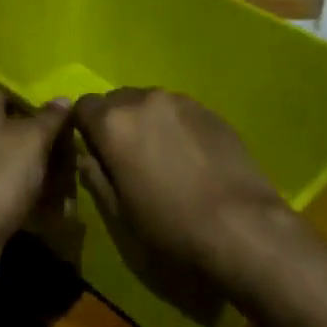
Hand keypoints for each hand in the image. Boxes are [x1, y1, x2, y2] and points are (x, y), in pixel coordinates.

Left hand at [0, 85, 72, 247]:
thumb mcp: (34, 140)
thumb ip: (50, 117)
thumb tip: (63, 98)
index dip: (19, 99)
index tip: (42, 114)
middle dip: (21, 133)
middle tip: (49, 144)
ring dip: (16, 161)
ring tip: (48, 174)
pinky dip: (7, 184)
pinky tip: (30, 198)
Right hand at [73, 89, 288, 275]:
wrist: (243, 227)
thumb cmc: (171, 227)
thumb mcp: (120, 213)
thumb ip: (96, 177)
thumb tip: (86, 157)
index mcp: (114, 123)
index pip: (83, 106)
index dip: (83, 128)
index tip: (92, 152)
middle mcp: (145, 99)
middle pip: (117, 100)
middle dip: (115, 123)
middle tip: (125, 158)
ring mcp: (182, 101)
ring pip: (150, 103)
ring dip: (146, 122)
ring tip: (160, 157)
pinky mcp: (211, 111)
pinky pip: (179, 111)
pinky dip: (174, 126)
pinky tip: (189, 157)